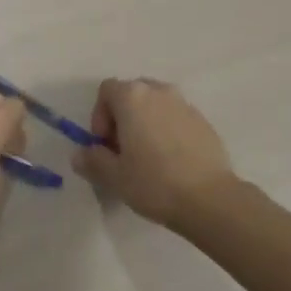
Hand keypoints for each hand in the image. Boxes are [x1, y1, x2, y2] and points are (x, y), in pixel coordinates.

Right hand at [75, 77, 235, 229]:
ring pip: (155, 105)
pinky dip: (167, 131)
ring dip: (145, 123)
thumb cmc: (154, 183)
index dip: (99, 116)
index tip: (105, 145)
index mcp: (133, 97)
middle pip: (132, 94)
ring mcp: (184, 104)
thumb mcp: (114, 177)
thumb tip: (80, 154)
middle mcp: (159, 91)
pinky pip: (176, 117)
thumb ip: (92, 161)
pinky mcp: (203, 121)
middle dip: (122, 118)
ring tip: (148, 157)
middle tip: (123, 151)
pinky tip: (171, 162)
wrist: (210, 199)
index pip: (106, 90)